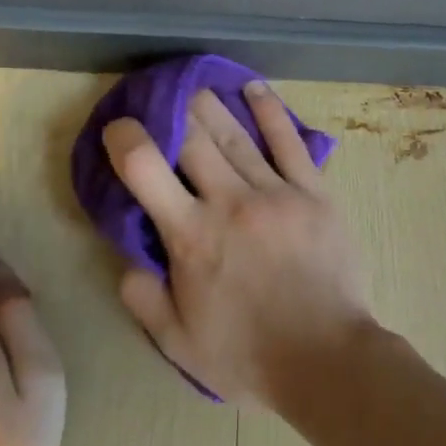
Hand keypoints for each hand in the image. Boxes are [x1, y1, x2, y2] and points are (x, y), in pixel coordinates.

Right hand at [102, 83, 373, 406]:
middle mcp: (230, 202)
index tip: (119, 128)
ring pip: (236, 135)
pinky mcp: (315, 193)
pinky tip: (253, 89)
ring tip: (194, 87)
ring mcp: (277, 193)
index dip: (125, 138)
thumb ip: (143, 297)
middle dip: (170, 112)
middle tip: (160, 99)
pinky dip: (270, 112)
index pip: (144, 167)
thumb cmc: (248, 356)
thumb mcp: (178, 342)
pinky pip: (290, 142)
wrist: (326, 358)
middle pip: (192, 138)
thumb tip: (127, 258)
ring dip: (211, 106)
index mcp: (191, 236)